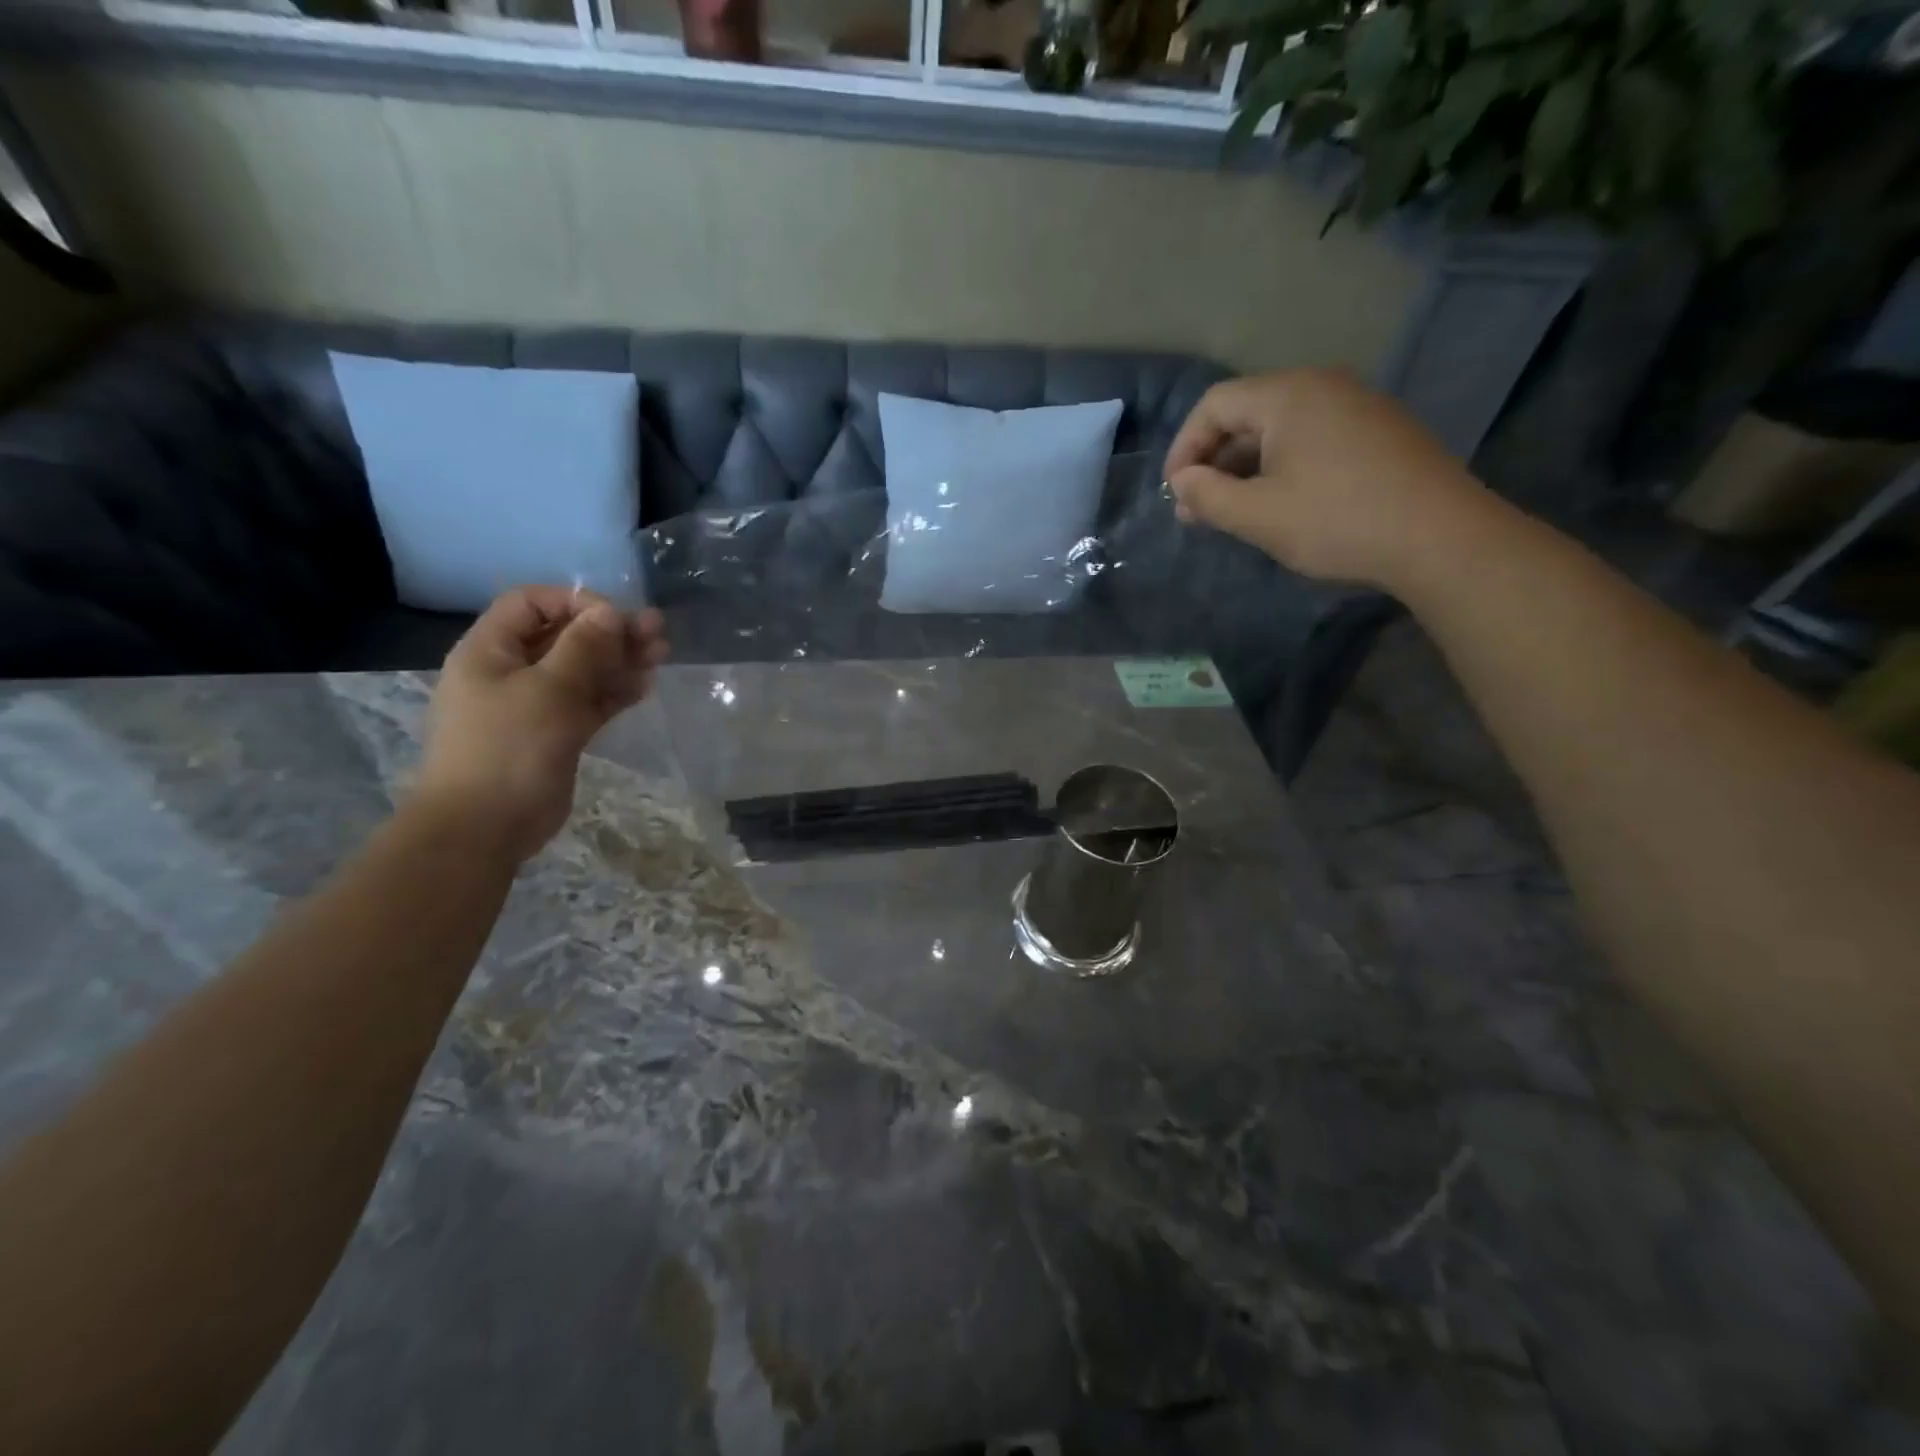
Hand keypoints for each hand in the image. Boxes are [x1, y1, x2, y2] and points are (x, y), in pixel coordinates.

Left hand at [412, 586, 669, 859]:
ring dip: (619, 660)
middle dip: (609, 631)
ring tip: (660, 654)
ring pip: (581, 670)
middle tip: (655, 632)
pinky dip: (614, 691)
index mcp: (490, 650)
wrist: (484, 826)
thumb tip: (610, 612)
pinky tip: (645, 686)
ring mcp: (534, 704)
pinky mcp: (555, 733)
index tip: (615, 618)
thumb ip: (583, 647)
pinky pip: (588, 702)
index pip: (531, 603)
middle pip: (563, 636)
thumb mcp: (548, 690)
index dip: (574, 602)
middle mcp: (510, 671)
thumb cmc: (508, 748)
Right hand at [1165, 369, 1489, 588]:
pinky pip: (1312, 440)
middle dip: (1213, 462)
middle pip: (1247, 414)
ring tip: (1233, 514)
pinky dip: (1281, 468)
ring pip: (1279, 430)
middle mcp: (1322, 386)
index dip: (1184, 447)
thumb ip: (1207, 496)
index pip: (1214, 404)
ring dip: (1245, 469)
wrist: (1440, 537)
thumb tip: (1182, 482)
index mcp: (1288, 395)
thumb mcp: (1258, 515)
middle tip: (1198, 511)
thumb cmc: (1336, 521)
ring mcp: (1357, 406)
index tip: (1175, 493)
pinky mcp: (1379, 432)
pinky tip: (1280, 506)